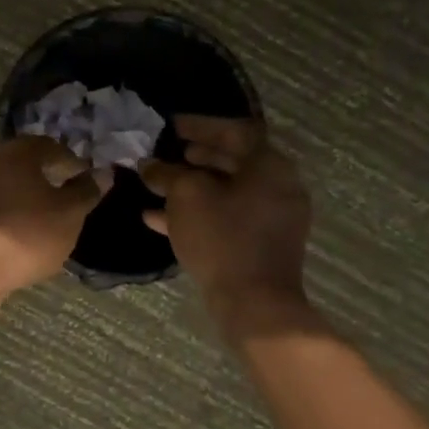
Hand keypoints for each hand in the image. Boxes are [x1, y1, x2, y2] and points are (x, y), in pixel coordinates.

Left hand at [0, 137, 102, 290]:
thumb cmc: (29, 231)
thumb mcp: (69, 213)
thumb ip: (86, 191)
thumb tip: (103, 173)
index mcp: (14, 152)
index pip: (47, 145)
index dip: (68, 160)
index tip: (82, 178)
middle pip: (19, 164)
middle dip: (41, 177)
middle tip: (62, 197)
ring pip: (1, 186)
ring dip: (20, 197)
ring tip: (41, 219)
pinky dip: (4, 216)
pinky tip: (17, 235)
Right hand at [139, 116, 316, 336]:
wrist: (254, 303)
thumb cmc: (222, 237)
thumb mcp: (186, 197)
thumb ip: (166, 174)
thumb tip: (149, 165)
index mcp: (269, 165)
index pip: (235, 131)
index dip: (200, 126)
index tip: (171, 127)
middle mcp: (279, 186)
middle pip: (234, 161)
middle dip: (196, 157)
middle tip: (167, 153)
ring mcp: (273, 218)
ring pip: (228, 192)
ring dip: (193, 186)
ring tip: (159, 185)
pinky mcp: (262, 244)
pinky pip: (228, 217)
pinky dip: (199, 213)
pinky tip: (159, 219)